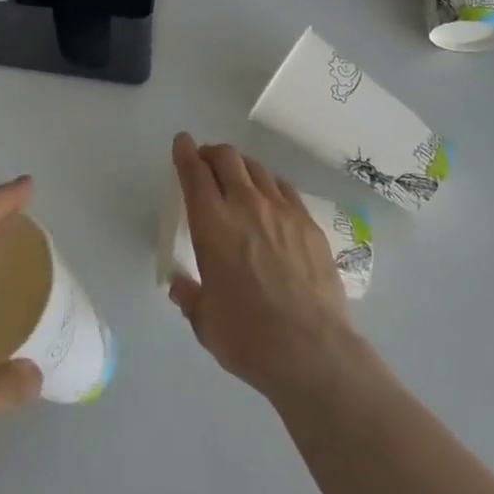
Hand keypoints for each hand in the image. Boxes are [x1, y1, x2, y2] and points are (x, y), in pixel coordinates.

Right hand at [167, 133, 359, 400]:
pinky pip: (284, 188)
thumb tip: (180, 285)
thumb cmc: (248, 337)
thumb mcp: (205, 322)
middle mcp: (245, 205)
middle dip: (211, 153)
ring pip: (256, 168)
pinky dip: (269, 183)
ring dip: (240, 165)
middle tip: (206, 163)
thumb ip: (189, 296)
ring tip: (237, 177)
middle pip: (226, 158)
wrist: (313, 351)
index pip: (193, 172)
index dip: (184, 152)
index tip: (182, 142)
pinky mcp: (309, 223)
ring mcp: (282, 210)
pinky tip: (270, 198)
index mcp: (212, 224)